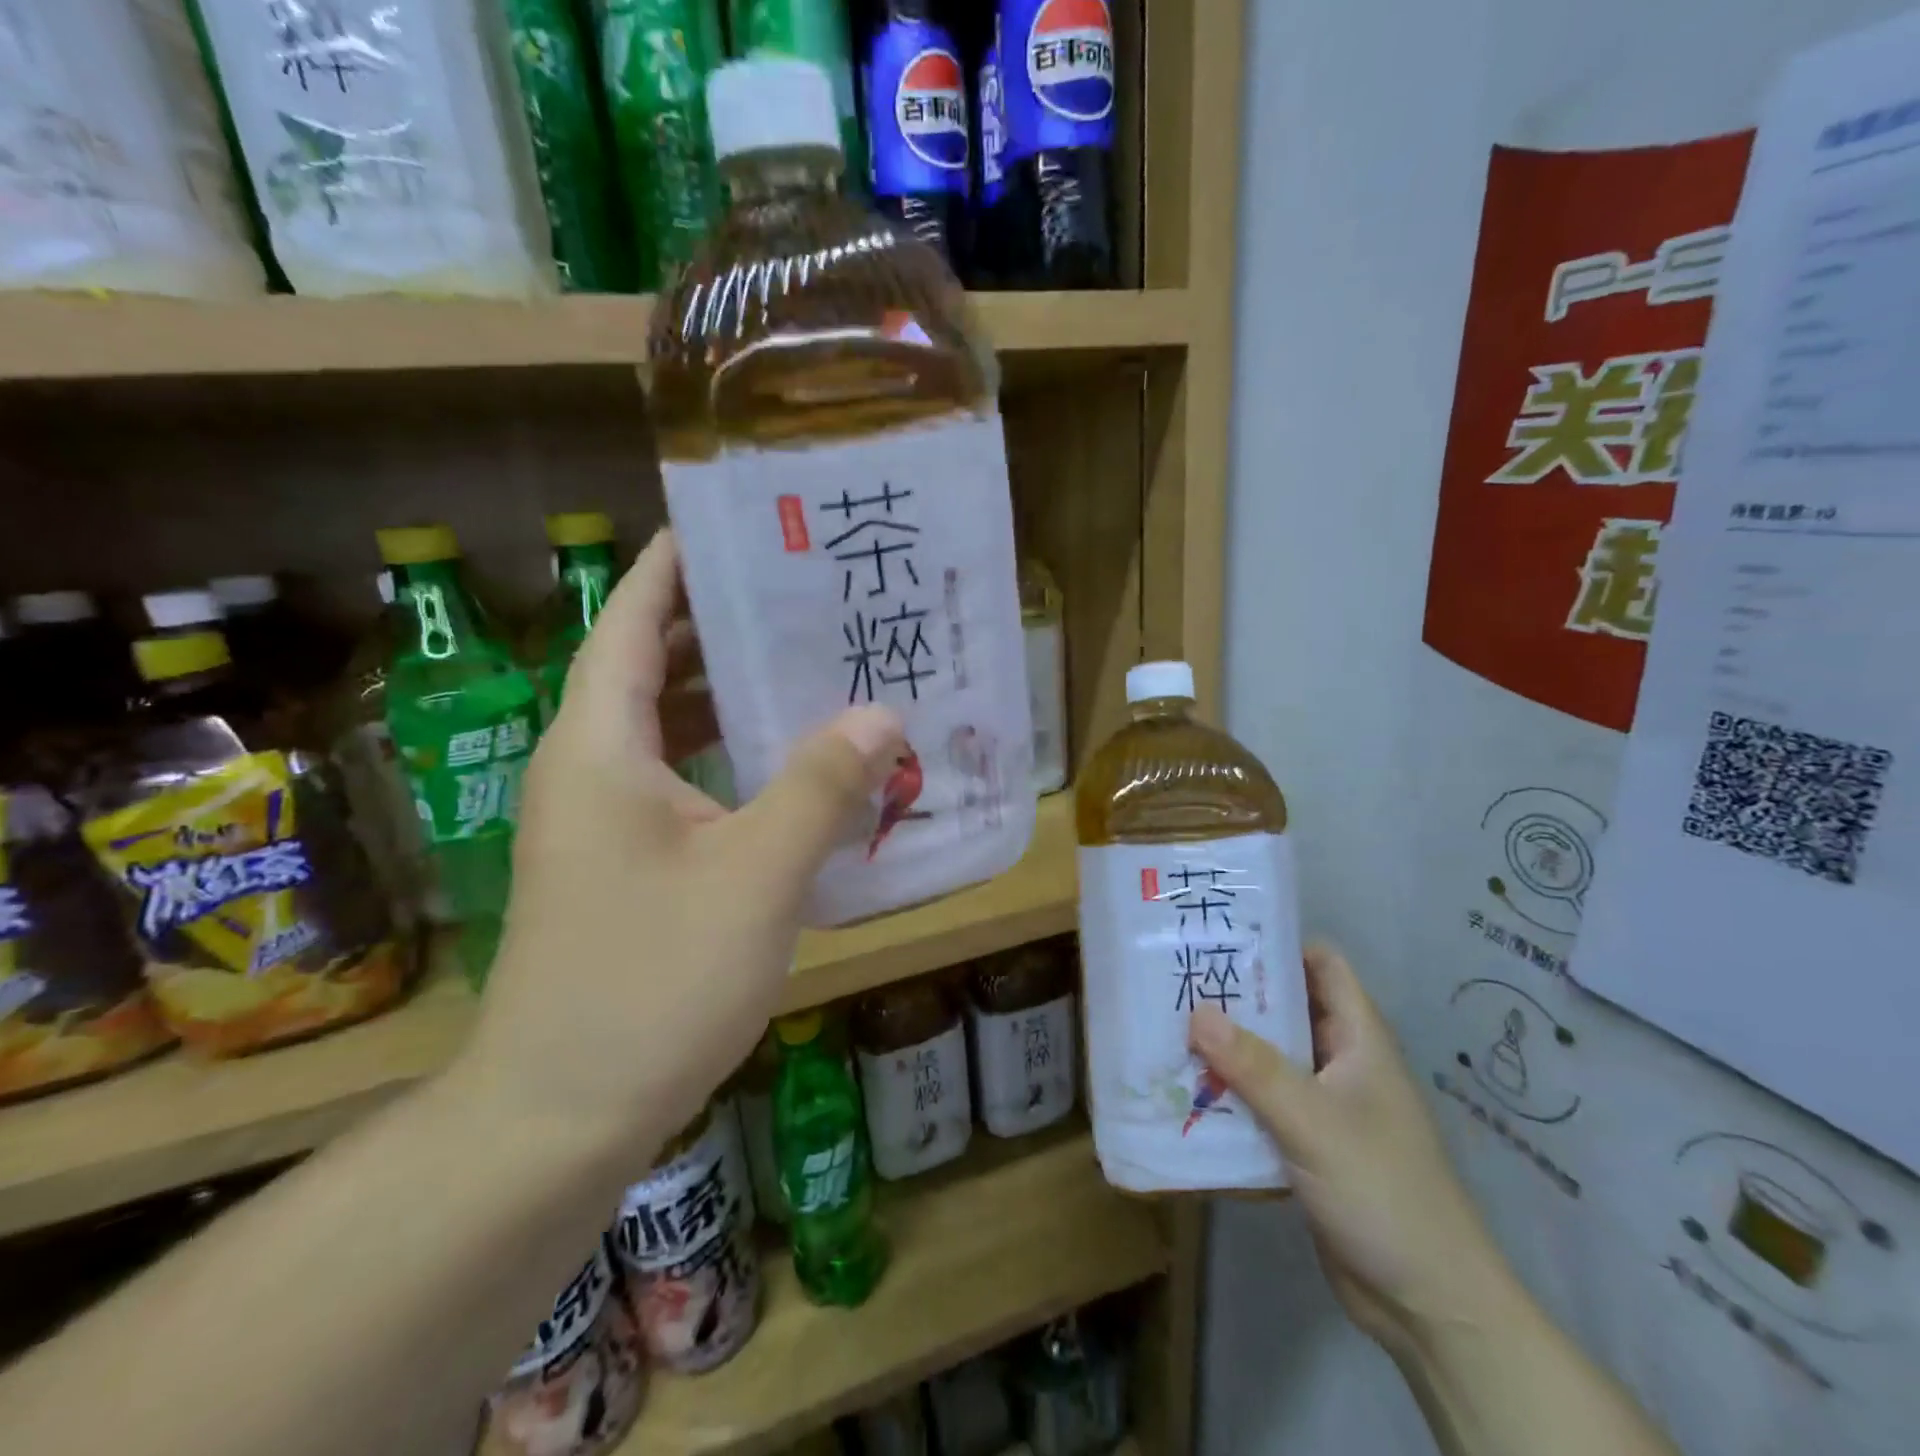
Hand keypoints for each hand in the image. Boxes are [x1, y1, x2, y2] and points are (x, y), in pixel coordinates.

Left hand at [459, 530, 903, 1154]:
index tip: (729, 529)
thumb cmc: (651, 982)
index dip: (671, 569)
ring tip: (812, 673)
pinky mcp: (626, 870)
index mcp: (600, 749)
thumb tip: (881, 713)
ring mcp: (604, 826)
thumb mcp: (755, 875)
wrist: (559, 1118)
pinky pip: (686, 789)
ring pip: (672, 735)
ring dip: (732, 702)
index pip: (630, 625)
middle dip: (720, 630)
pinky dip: (735, 767)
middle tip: (803, 603)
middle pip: (653, 671)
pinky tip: (796, 777)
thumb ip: (819, 787)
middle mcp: (592, 773)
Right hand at [1189, 946, 1517, 1356]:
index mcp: (1358, 1039)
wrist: (1428, 1303)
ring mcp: (1323, 1105)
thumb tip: (1196, 1013)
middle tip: (1175, 979)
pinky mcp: (1305, 1144)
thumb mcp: (1313, 1121)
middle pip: (1285, 1008)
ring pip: (1268, 1057)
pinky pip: (1261, 1102)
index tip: (1220, 934)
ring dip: (1225, 1047)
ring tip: (1166, 1027)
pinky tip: (1185, 1090)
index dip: (1278, 943)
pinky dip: (1229, 1093)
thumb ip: (1254, 1067)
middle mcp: (1341, 1062)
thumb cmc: (1383, 1190)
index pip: (1322, 965)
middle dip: (1235, 995)